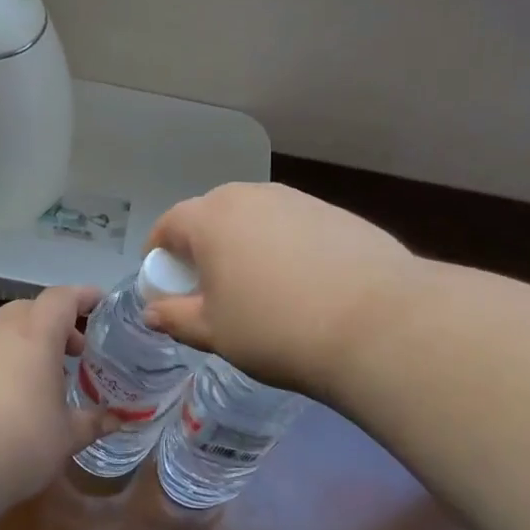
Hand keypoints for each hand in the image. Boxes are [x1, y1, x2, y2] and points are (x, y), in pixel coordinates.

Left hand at [0, 285, 116, 508]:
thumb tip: (118, 419)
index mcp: (36, 335)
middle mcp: (3, 334)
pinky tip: (18, 400)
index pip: (62, 298)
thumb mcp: (66, 437)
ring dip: (32, 345)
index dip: (84, 296)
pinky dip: (10, 365)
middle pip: (31, 309)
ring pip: (8, 333)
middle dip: (57, 323)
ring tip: (51, 379)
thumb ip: (93, 422)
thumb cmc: (18, 440)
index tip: (102, 304)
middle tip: (79, 350)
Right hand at [143, 183, 414, 400]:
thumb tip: (153, 311)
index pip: (169, 226)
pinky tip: (304, 283)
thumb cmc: (275, 329)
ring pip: (255, 219)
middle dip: (202, 248)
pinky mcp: (335, 212)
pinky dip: (284, 247)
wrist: (376, 323)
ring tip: (260, 287)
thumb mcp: (214, 333)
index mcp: (210, 219)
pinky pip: (292, 226)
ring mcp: (297, 200)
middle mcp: (250, 196)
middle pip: (211, 216)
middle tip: (212, 289)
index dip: (160, 255)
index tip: (166, 284)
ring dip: (245, 245)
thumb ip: (176, 317)